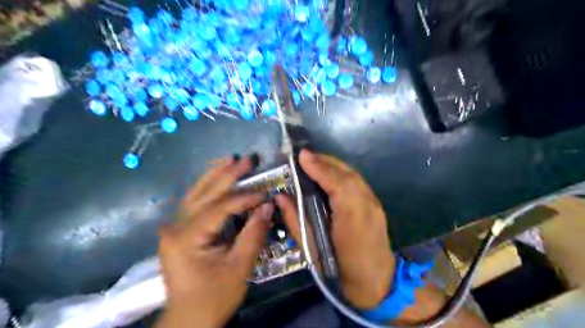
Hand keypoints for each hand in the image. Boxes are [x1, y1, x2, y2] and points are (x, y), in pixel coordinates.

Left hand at [156, 158, 272, 327]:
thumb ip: (253, 234)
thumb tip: (267, 205)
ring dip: (213, 175)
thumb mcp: (239, 268)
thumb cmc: (214, 297)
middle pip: (204, 194)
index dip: (244, 198)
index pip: (219, 208)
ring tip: (228, 160)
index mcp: (187, 238)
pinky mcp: (178, 232)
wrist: (188, 320)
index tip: (265, 194)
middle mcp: (175, 227)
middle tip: (245, 159)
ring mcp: (173, 229)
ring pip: (194, 194)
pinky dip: (206, 188)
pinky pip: (193, 203)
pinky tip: (215, 177)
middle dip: (226, 175)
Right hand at [278, 150, 395, 308]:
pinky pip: (356, 182)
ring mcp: (374, 204)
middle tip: (304, 157)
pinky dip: (341, 174)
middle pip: (347, 173)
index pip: (336, 183)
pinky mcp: (375, 205)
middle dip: (324, 161)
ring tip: (313, 163)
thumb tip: (281, 197)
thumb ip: (296, 220)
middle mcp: (366, 205)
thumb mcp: (313, 250)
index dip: (319, 167)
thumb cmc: (341, 271)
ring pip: (353, 175)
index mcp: (352, 218)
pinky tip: (329, 175)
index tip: (301, 155)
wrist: (377, 284)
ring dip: (332, 165)